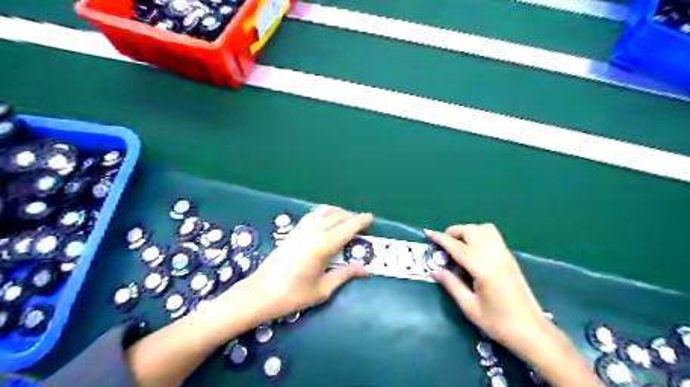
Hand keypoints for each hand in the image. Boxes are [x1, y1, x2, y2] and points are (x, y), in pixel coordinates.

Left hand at [124, 209, 371, 386]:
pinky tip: (325, 222)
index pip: (347, 228)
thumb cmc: (292, 295)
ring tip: (345, 219)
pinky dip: (323, 213)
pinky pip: (312, 215)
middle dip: (351, 216)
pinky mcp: (292, 232)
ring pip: (322, 212)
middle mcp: (312, 232)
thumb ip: (344, 275)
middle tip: (361, 222)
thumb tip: (364, 269)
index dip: (360, 221)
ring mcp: (300, 230)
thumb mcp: (322, 289)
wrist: (259, 293)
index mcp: (322, 245)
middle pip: (336, 216)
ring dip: (336, 212)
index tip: (371, 217)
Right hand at [427, 225, 605, 386]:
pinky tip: (473, 251)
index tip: (428, 233)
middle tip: (443, 245)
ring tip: (458, 245)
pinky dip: (479, 235)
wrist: (533, 332)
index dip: (440, 238)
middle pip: (472, 231)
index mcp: (483, 268)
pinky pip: (493, 236)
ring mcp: (505, 255)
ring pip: (484, 229)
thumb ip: (451, 284)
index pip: (457, 246)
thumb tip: (434, 270)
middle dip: (454, 232)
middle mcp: (495, 256)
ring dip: (468, 231)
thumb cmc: (499, 323)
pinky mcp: (510, 258)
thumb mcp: (470, 307)